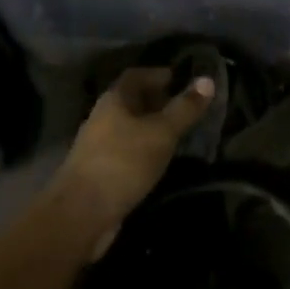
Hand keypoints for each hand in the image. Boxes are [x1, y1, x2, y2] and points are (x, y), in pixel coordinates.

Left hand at [55, 67, 213, 231]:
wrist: (81, 214)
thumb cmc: (123, 162)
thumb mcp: (161, 133)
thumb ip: (184, 108)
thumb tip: (208, 79)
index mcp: (114, 100)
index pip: (136, 75)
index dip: (158, 74)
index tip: (181, 79)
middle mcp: (103, 118)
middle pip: (131, 101)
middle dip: (157, 101)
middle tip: (185, 106)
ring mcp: (99, 146)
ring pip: (130, 127)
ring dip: (151, 127)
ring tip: (178, 133)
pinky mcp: (101, 171)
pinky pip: (127, 150)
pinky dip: (145, 149)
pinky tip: (160, 160)